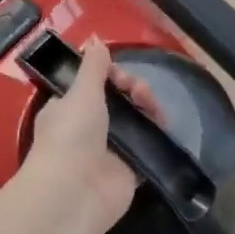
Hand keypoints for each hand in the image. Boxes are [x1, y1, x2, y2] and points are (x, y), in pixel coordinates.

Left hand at [19, 41, 153, 232]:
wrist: (74, 193)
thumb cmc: (71, 135)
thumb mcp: (81, 92)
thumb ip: (93, 66)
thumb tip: (96, 40)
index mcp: (69, 108)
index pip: (95, 83)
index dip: (112, 75)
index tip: (121, 75)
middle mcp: (88, 128)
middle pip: (119, 100)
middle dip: (134, 89)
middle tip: (141, 92)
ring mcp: (109, 150)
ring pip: (135, 121)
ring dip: (148, 109)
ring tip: (156, 109)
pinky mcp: (129, 171)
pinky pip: (147, 148)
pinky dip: (157, 137)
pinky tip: (165, 127)